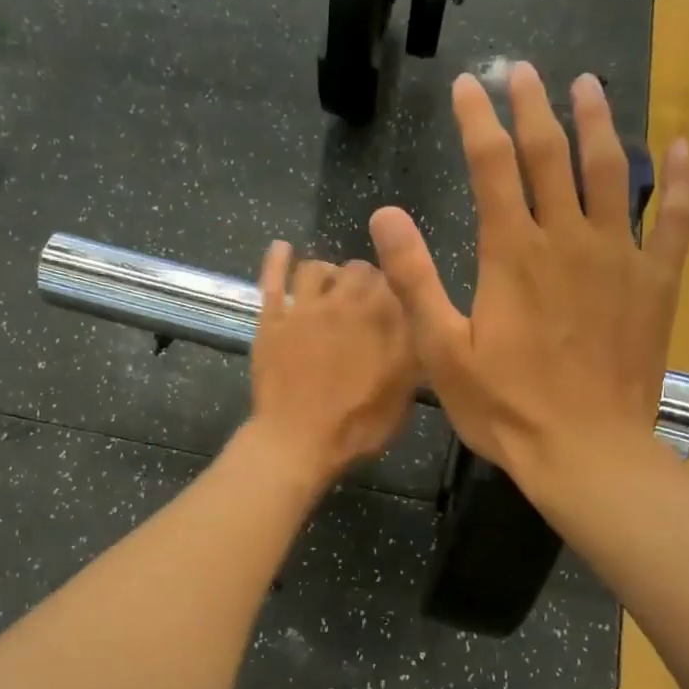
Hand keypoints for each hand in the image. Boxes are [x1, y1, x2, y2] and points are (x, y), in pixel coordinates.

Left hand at [241, 242, 415, 488]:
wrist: (299, 440)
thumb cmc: (357, 427)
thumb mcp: (403, 396)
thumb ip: (411, 355)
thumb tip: (416, 332)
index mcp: (385, 319)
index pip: (396, 281)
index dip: (395, 289)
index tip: (393, 303)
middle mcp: (348, 303)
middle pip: (359, 268)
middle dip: (363, 278)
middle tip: (360, 298)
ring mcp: (306, 307)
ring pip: (317, 267)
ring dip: (327, 271)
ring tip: (327, 284)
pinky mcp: (273, 318)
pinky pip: (274, 277)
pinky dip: (279, 258)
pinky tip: (282, 248)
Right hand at [368, 62, 688, 504]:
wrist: (585, 451)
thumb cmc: (506, 408)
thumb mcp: (442, 351)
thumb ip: (415, 279)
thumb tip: (385, 215)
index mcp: (512, 254)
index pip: (492, 166)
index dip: (478, 121)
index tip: (470, 85)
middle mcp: (568, 239)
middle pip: (552, 154)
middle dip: (534, 106)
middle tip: (524, 71)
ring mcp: (619, 257)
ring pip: (613, 171)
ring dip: (599, 123)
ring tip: (589, 85)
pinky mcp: (655, 284)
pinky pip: (676, 220)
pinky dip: (682, 181)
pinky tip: (683, 149)